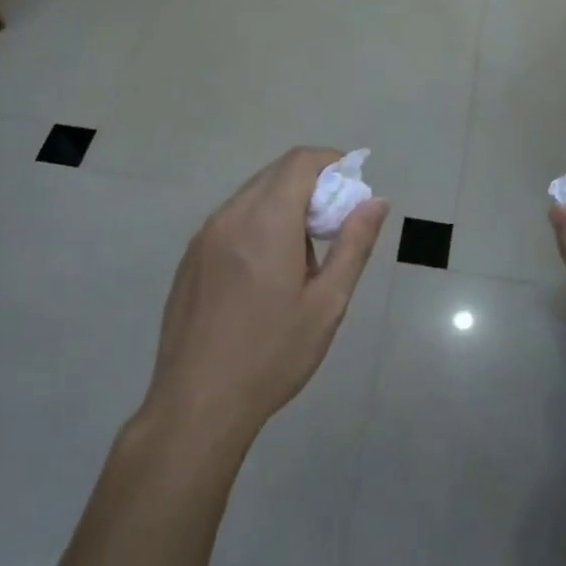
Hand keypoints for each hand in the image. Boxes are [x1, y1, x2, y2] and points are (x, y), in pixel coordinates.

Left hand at [143, 148, 387, 453]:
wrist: (197, 403)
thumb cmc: (272, 355)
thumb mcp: (327, 303)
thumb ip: (353, 244)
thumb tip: (375, 202)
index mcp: (265, 222)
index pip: (300, 162)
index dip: (332, 162)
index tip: (353, 187)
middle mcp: (229, 217)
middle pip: (275, 175)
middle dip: (312, 186)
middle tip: (335, 226)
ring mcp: (203, 237)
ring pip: (252, 197)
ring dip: (284, 207)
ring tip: (303, 259)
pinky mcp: (190, 259)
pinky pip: (231, 221)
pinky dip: (258, 224)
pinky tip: (267, 274)